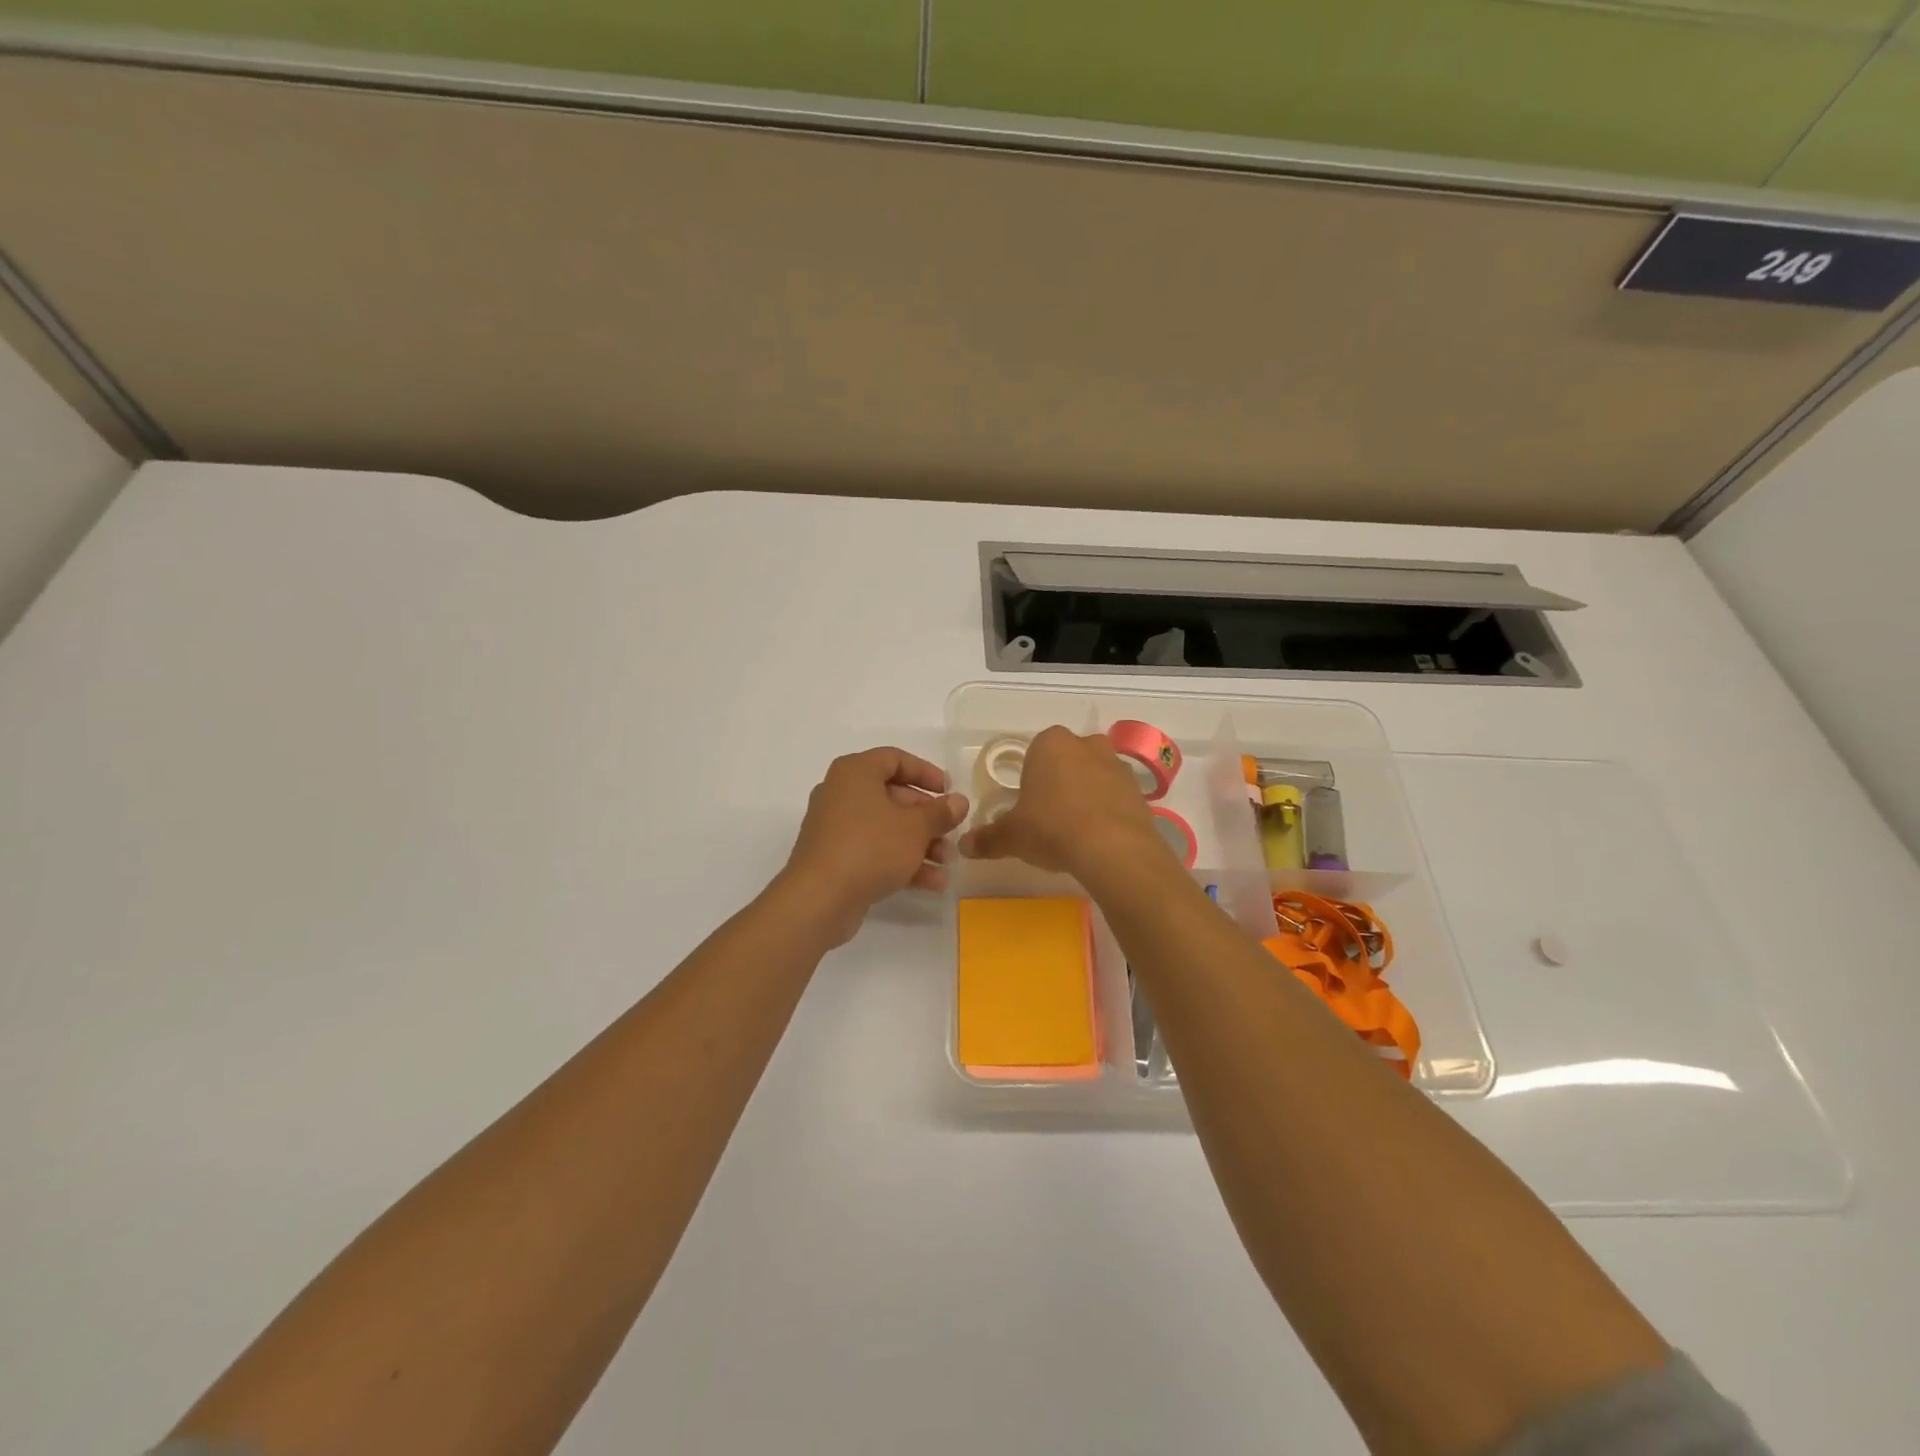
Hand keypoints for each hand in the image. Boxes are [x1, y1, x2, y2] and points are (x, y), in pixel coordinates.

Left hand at [779, 748, 968, 946]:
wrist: (819, 899)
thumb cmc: (870, 848)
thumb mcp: (915, 828)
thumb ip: (940, 812)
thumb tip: (959, 801)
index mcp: (855, 773)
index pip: (895, 759)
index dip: (926, 773)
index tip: (949, 791)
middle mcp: (841, 794)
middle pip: (892, 796)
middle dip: (926, 817)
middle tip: (950, 831)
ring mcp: (836, 828)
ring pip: (886, 828)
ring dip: (919, 843)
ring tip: (946, 862)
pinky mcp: (835, 858)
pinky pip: (874, 851)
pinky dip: (900, 861)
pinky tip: (932, 882)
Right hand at [958, 726, 1167, 879]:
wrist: (1113, 849)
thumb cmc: (1052, 828)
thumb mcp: (1011, 836)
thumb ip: (987, 838)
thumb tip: (964, 846)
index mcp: (1050, 743)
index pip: (1034, 752)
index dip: (1030, 778)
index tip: (1028, 805)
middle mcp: (1086, 745)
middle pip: (1068, 759)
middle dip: (1060, 781)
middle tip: (1049, 816)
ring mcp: (1117, 765)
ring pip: (1095, 775)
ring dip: (1086, 794)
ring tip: (1076, 830)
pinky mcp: (1140, 790)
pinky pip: (1116, 796)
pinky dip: (1108, 811)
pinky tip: (1098, 838)